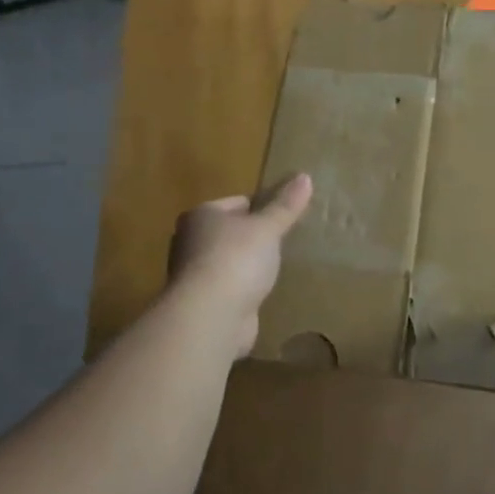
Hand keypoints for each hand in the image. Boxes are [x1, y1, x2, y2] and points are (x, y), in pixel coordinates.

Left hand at [166, 174, 312, 359]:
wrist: (210, 317)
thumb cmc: (236, 260)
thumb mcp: (267, 227)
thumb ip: (285, 205)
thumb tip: (304, 176)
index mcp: (201, 216)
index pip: (237, 202)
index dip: (262, 207)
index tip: (285, 217)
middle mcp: (190, 242)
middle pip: (231, 232)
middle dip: (254, 237)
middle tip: (283, 242)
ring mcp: (194, 275)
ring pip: (230, 261)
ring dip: (248, 265)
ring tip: (276, 268)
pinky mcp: (202, 304)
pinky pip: (229, 288)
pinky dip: (243, 290)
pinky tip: (261, 293)